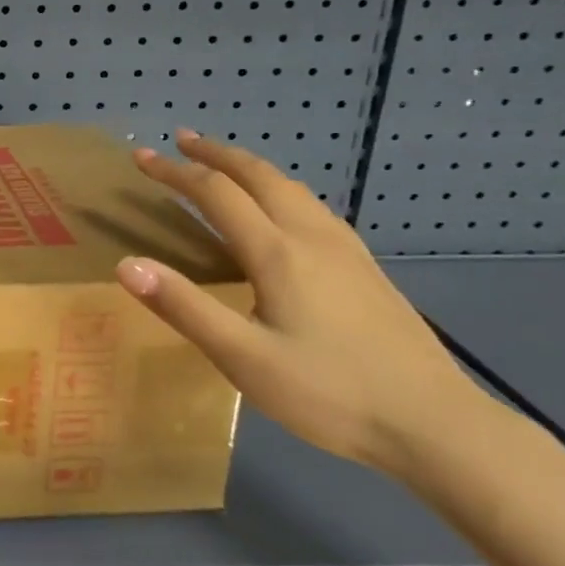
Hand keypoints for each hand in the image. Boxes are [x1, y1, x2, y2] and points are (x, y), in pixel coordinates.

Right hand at [114, 130, 482, 476]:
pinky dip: (279, 188)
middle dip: (215, 153)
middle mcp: (311, 236)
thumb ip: (184, 307)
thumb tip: (126, 265)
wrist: (438, 425)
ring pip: (291, 187)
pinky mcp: (366, 268)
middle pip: (258, 175)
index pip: (215, 192)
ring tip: (223, 164)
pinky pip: (312, 206)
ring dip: (249, 166)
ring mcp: (346, 250)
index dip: (174, 172)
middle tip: (181, 140)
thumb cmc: (330, 393)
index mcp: (277, 253)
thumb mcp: (243, 358)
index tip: (141, 157)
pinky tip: (284, 209)